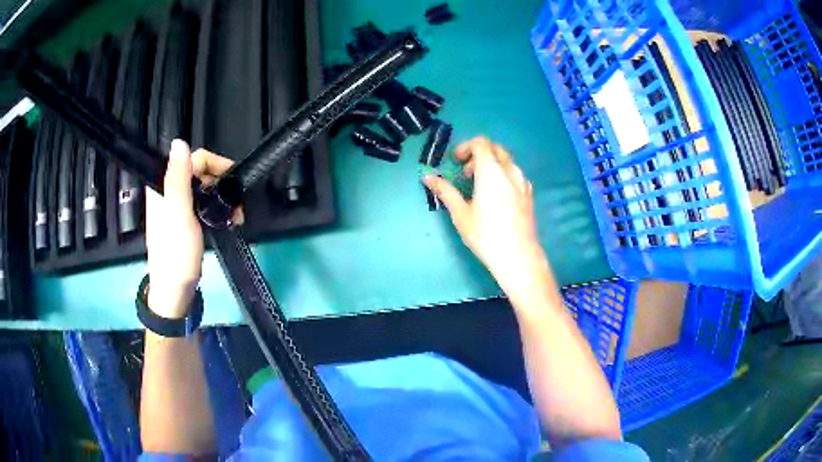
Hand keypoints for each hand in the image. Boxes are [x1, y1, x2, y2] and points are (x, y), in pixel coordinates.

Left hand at [145, 139, 234, 318]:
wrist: (174, 291)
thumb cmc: (176, 254)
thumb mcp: (178, 214)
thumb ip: (178, 178)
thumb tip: (179, 142)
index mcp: (164, 186)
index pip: (192, 158)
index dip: (215, 164)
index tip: (233, 181)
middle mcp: (169, 191)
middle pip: (200, 172)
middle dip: (222, 184)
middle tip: (237, 204)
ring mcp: (177, 206)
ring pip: (204, 188)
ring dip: (222, 198)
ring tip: (236, 216)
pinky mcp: (185, 220)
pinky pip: (203, 204)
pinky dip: (217, 209)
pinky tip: (227, 220)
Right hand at [424, 137, 546, 288]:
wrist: (518, 255)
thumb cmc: (485, 234)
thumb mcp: (460, 213)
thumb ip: (445, 191)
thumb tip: (427, 177)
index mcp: (491, 171)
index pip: (481, 143)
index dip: (466, 147)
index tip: (456, 162)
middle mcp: (510, 171)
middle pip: (495, 148)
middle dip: (479, 154)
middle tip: (466, 173)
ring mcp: (523, 182)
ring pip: (507, 161)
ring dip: (491, 165)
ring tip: (480, 186)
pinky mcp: (529, 194)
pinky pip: (515, 174)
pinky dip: (503, 175)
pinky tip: (497, 196)